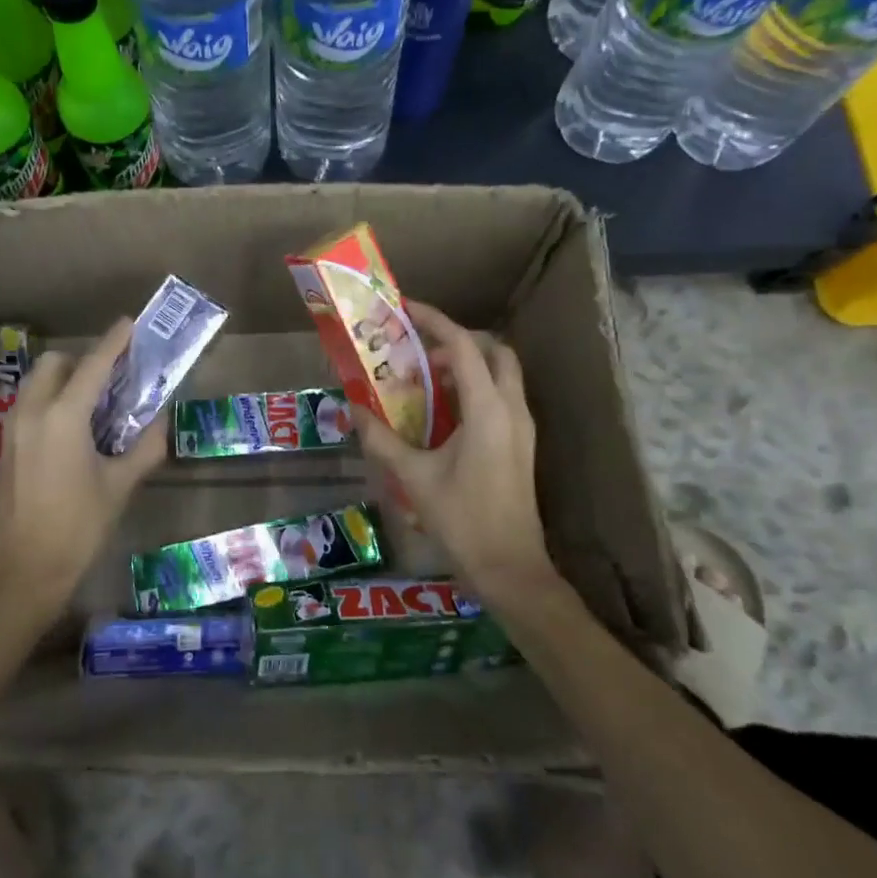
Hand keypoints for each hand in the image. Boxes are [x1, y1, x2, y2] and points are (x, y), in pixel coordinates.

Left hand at [0, 319, 166, 618]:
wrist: (27, 571)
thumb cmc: (79, 527)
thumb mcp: (120, 486)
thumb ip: (144, 447)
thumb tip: (160, 423)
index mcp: (63, 417)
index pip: (93, 366)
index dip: (114, 342)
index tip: (129, 323)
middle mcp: (33, 413)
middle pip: (55, 364)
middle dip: (83, 360)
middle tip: (113, 377)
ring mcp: (13, 429)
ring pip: (37, 382)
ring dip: (64, 378)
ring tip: (94, 401)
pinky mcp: (5, 446)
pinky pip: (29, 404)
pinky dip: (51, 399)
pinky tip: (73, 428)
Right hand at [352, 302, 555, 603]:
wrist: (512, 569)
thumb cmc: (463, 520)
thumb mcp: (414, 477)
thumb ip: (382, 439)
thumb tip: (353, 409)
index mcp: (488, 410)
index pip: (464, 346)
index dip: (435, 321)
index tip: (406, 308)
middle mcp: (512, 409)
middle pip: (494, 350)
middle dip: (458, 338)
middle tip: (420, 347)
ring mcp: (523, 427)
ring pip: (502, 372)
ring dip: (468, 363)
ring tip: (426, 376)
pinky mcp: (522, 444)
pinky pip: (501, 396)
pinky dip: (475, 386)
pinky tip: (444, 410)